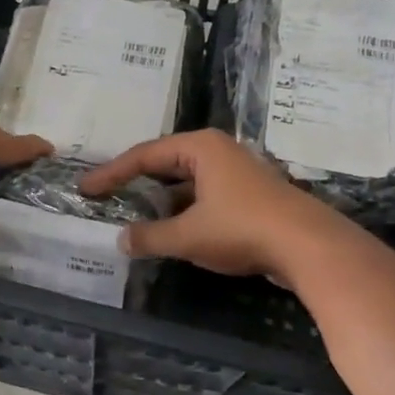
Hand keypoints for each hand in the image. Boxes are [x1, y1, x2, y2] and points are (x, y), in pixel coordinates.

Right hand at [79, 130, 341, 277]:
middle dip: (136, 183)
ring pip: (186, 183)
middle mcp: (217, 152)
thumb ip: (150, 237)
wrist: (308, 246)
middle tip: (106, 197)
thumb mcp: (188, 236)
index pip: (144, 155)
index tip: (86, 190)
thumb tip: (122, 240)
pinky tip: (172, 232)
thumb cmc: (242, 229)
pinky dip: (183, 211)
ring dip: (161, 201)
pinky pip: (204, 197)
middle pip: (165, 164)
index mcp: (199, 148)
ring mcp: (236, 173)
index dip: (111, 174)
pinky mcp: (249, 196)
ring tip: (134, 218)